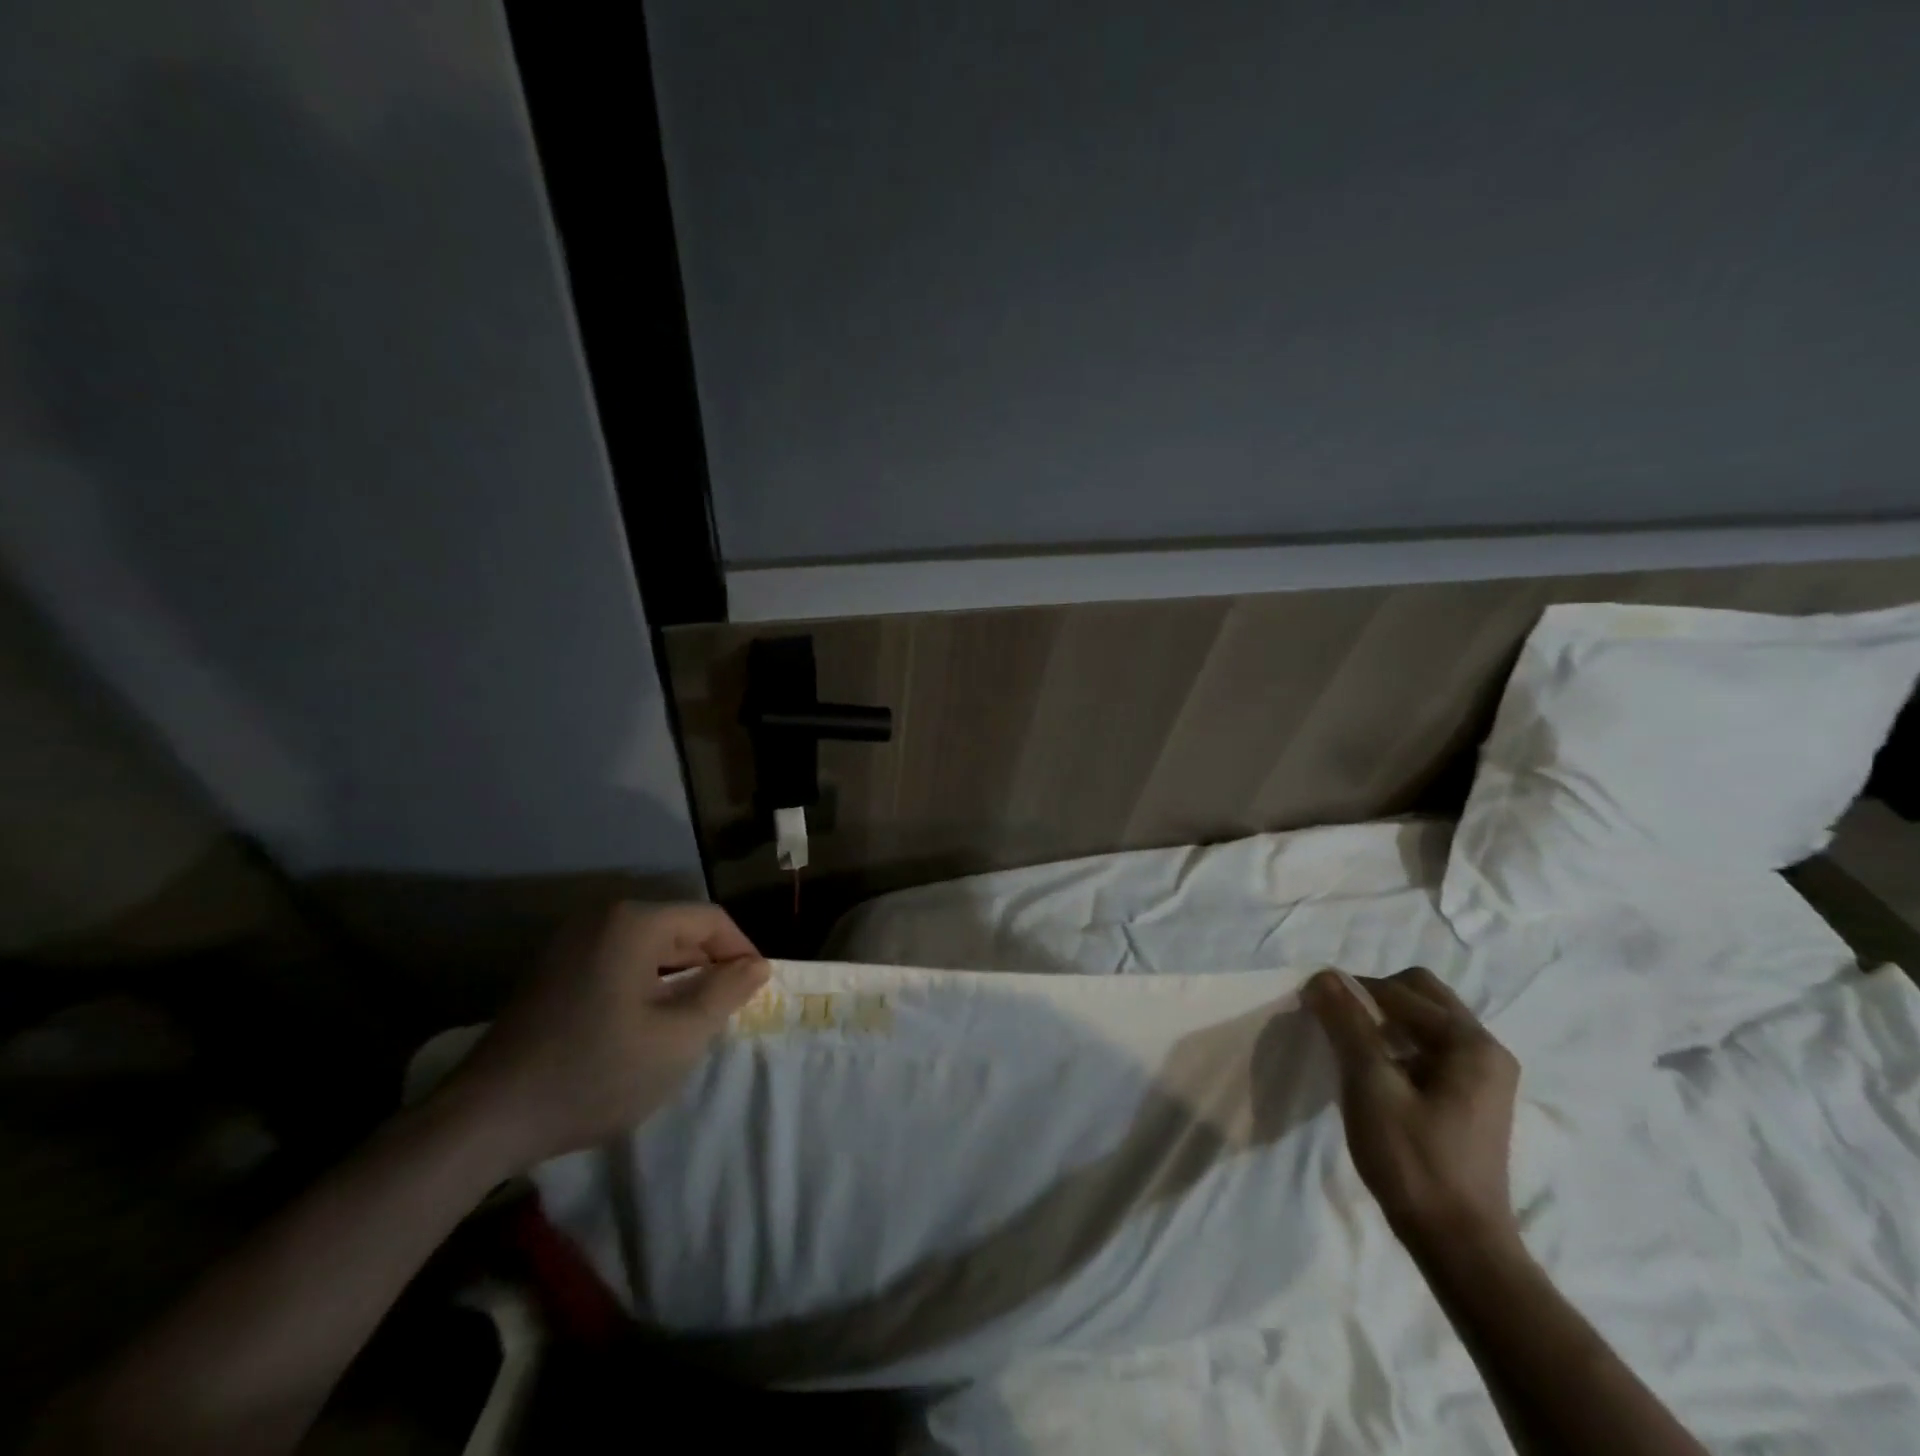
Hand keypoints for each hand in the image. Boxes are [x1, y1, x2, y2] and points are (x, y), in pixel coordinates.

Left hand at [446, 902, 768, 1167]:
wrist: (485, 1120)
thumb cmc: (594, 1073)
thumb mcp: (677, 1039)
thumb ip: (724, 994)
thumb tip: (756, 965)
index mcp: (634, 923)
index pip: (710, 920)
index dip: (742, 951)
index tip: (758, 989)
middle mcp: (602, 918)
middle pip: (678, 928)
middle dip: (710, 964)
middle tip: (729, 1008)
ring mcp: (571, 942)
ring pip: (649, 946)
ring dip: (679, 975)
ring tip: (695, 1017)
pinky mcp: (553, 969)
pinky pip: (618, 960)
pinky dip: (646, 982)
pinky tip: (648, 1021)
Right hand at [1305, 967, 1521, 1252]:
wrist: (1459, 1245)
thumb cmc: (1413, 1163)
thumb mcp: (1370, 1086)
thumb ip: (1348, 1025)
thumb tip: (1323, 975)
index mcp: (1469, 1043)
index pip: (1397, 991)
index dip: (1350, 992)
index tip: (1313, 1008)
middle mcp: (1485, 1049)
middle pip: (1419, 994)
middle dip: (1372, 998)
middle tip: (1336, 1022)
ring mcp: (1484, 1074)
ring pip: (1424, 1019)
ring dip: (1384, 1020)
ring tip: (1350, 1047)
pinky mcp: (1473, 1096)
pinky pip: (1429, 1046)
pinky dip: (1398, 1044)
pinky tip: (1374, 1072)